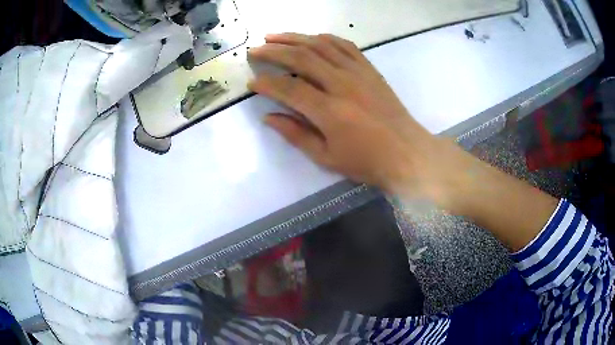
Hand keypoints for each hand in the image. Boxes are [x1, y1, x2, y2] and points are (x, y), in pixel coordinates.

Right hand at [248, 33, 454, 202]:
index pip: (289, 88)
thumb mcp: (327, 157)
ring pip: (321, 45)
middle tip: (255, 50)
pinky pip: (345, 45)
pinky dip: (324, 38)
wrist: (407, 153)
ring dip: (295, 38)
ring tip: (274, 36)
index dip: (267, 83)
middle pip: (302, 58)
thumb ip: (296, 135)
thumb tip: (268, 117)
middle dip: (273, 52)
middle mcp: (342, 84)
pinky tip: (311, 37)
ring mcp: (359, 73)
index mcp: (330, 111)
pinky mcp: (370, 69)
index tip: (252, 82)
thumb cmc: (367, 161)